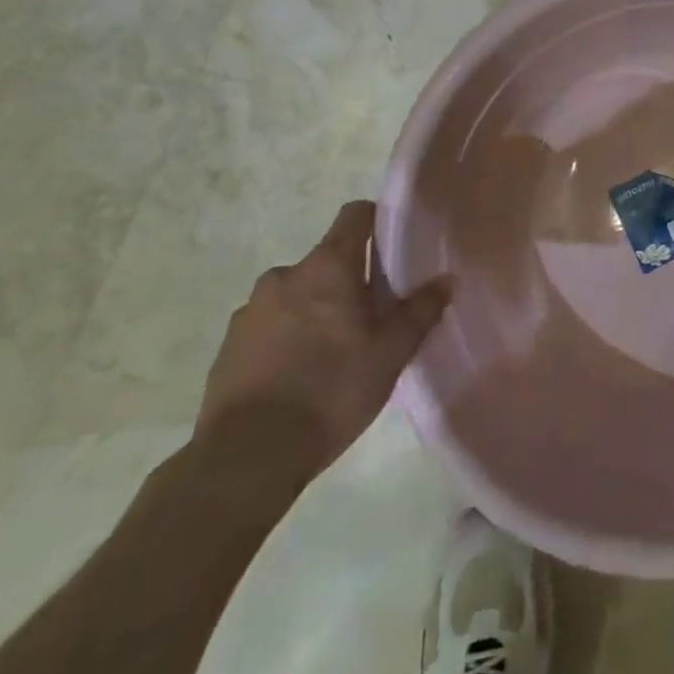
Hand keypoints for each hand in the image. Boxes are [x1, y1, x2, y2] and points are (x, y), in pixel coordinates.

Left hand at [195, 201, 451, 478]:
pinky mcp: (226, 348)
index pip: (355, 215)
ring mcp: (249, 312)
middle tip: (369, 317)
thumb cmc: (330, 390)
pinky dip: (284, 339)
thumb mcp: (390, 353)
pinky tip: (298, 376)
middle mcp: (284, 276)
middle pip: (326, 260)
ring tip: (331, 353)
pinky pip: (267, 327)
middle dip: (346, 280)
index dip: (376, 221)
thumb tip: (447, 280)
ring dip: (313, 310)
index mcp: (327, 267)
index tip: (393, 247)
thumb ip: (420, 312)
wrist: (245, 459)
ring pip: (295, 295)